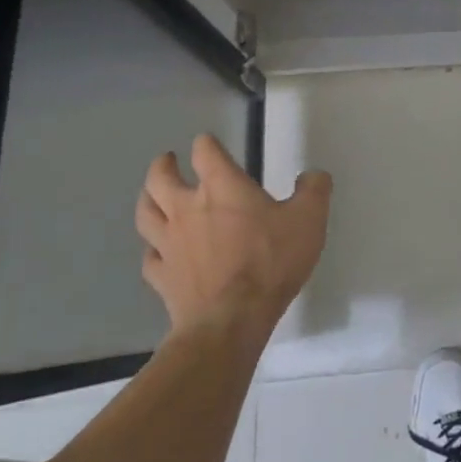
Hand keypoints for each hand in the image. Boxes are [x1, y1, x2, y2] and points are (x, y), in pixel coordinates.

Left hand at [135, 133, 332, 337]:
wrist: (231, 319)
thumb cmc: (270, 261)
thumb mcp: (309, 219)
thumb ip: (314, 190)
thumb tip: (313, 175)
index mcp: (222, 187)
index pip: (206, 152)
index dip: (207, 143)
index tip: (209, 142)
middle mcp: (187, 209)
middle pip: (160, 179)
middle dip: (163, 167)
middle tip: (167, 161)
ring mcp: (169, 244)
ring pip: (146, 213)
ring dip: (148, 199)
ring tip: (152, 195)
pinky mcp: (162, 276)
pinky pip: (150, 256)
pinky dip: (153, 248)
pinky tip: (159, 251)